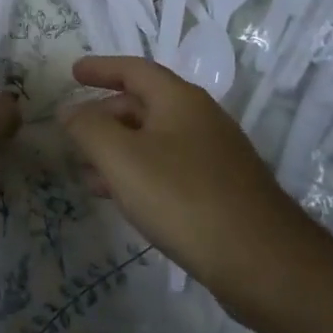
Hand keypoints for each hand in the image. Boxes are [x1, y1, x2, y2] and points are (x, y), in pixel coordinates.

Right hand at [59, 56, 323, 317]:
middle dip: (105, 115)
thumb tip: (70, 109)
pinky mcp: (222, 189)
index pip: (134, 69)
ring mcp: (215, 155)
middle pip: (144, 104)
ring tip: (88, 172)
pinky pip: (169, 167)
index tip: (73, 73)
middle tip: (75, 132)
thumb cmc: (183, 198)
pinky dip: (140, 172)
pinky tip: (124, 199)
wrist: (263, 262)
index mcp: (179, 100)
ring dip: (119, 149)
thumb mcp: (121, 158)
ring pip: (155, 139)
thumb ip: (88, 127)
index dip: (101, 69)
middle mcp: (201, 119)